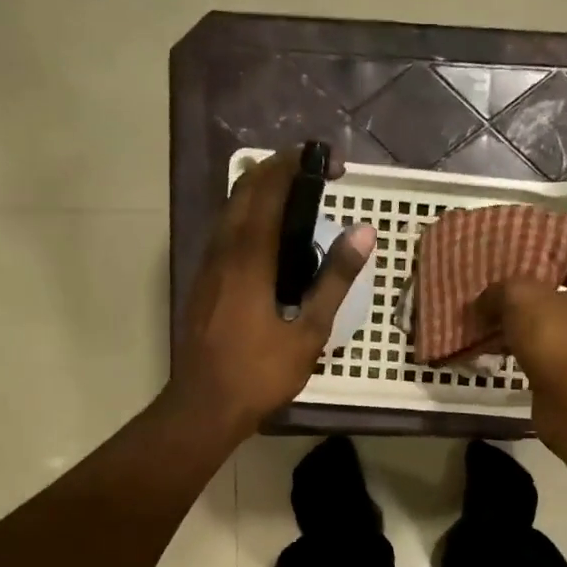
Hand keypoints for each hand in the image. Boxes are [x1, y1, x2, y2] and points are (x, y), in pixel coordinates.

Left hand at [168, 149, 374, 438]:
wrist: (203, 406)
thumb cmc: (260, 373)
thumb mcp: (309, 331)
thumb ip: (335, 279)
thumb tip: (364, 233)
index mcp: (249, 258)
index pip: (269, 190)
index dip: (296, 165)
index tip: (328, 160)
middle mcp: (222, 251)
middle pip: (243, 191)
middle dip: (276, 169)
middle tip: (313, 170)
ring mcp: (207, 267)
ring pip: (229, 211)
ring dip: (259, 191)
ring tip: (295, 196)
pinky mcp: (202, 284)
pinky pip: (225, 233)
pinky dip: (248, 218)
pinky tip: (268, 239)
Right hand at [477, 264, 566, 406]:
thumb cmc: (557, 335)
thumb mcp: (520, 296)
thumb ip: (499, 291)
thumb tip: (482, 301)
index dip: (554, 268)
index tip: (524, 271)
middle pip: (561, 304)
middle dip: (531, 304)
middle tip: (496, 302)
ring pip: (549, 336)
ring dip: (524, 334)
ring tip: (489, 329)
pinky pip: (541, 363)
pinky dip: (522, 360)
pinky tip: (495, 357)